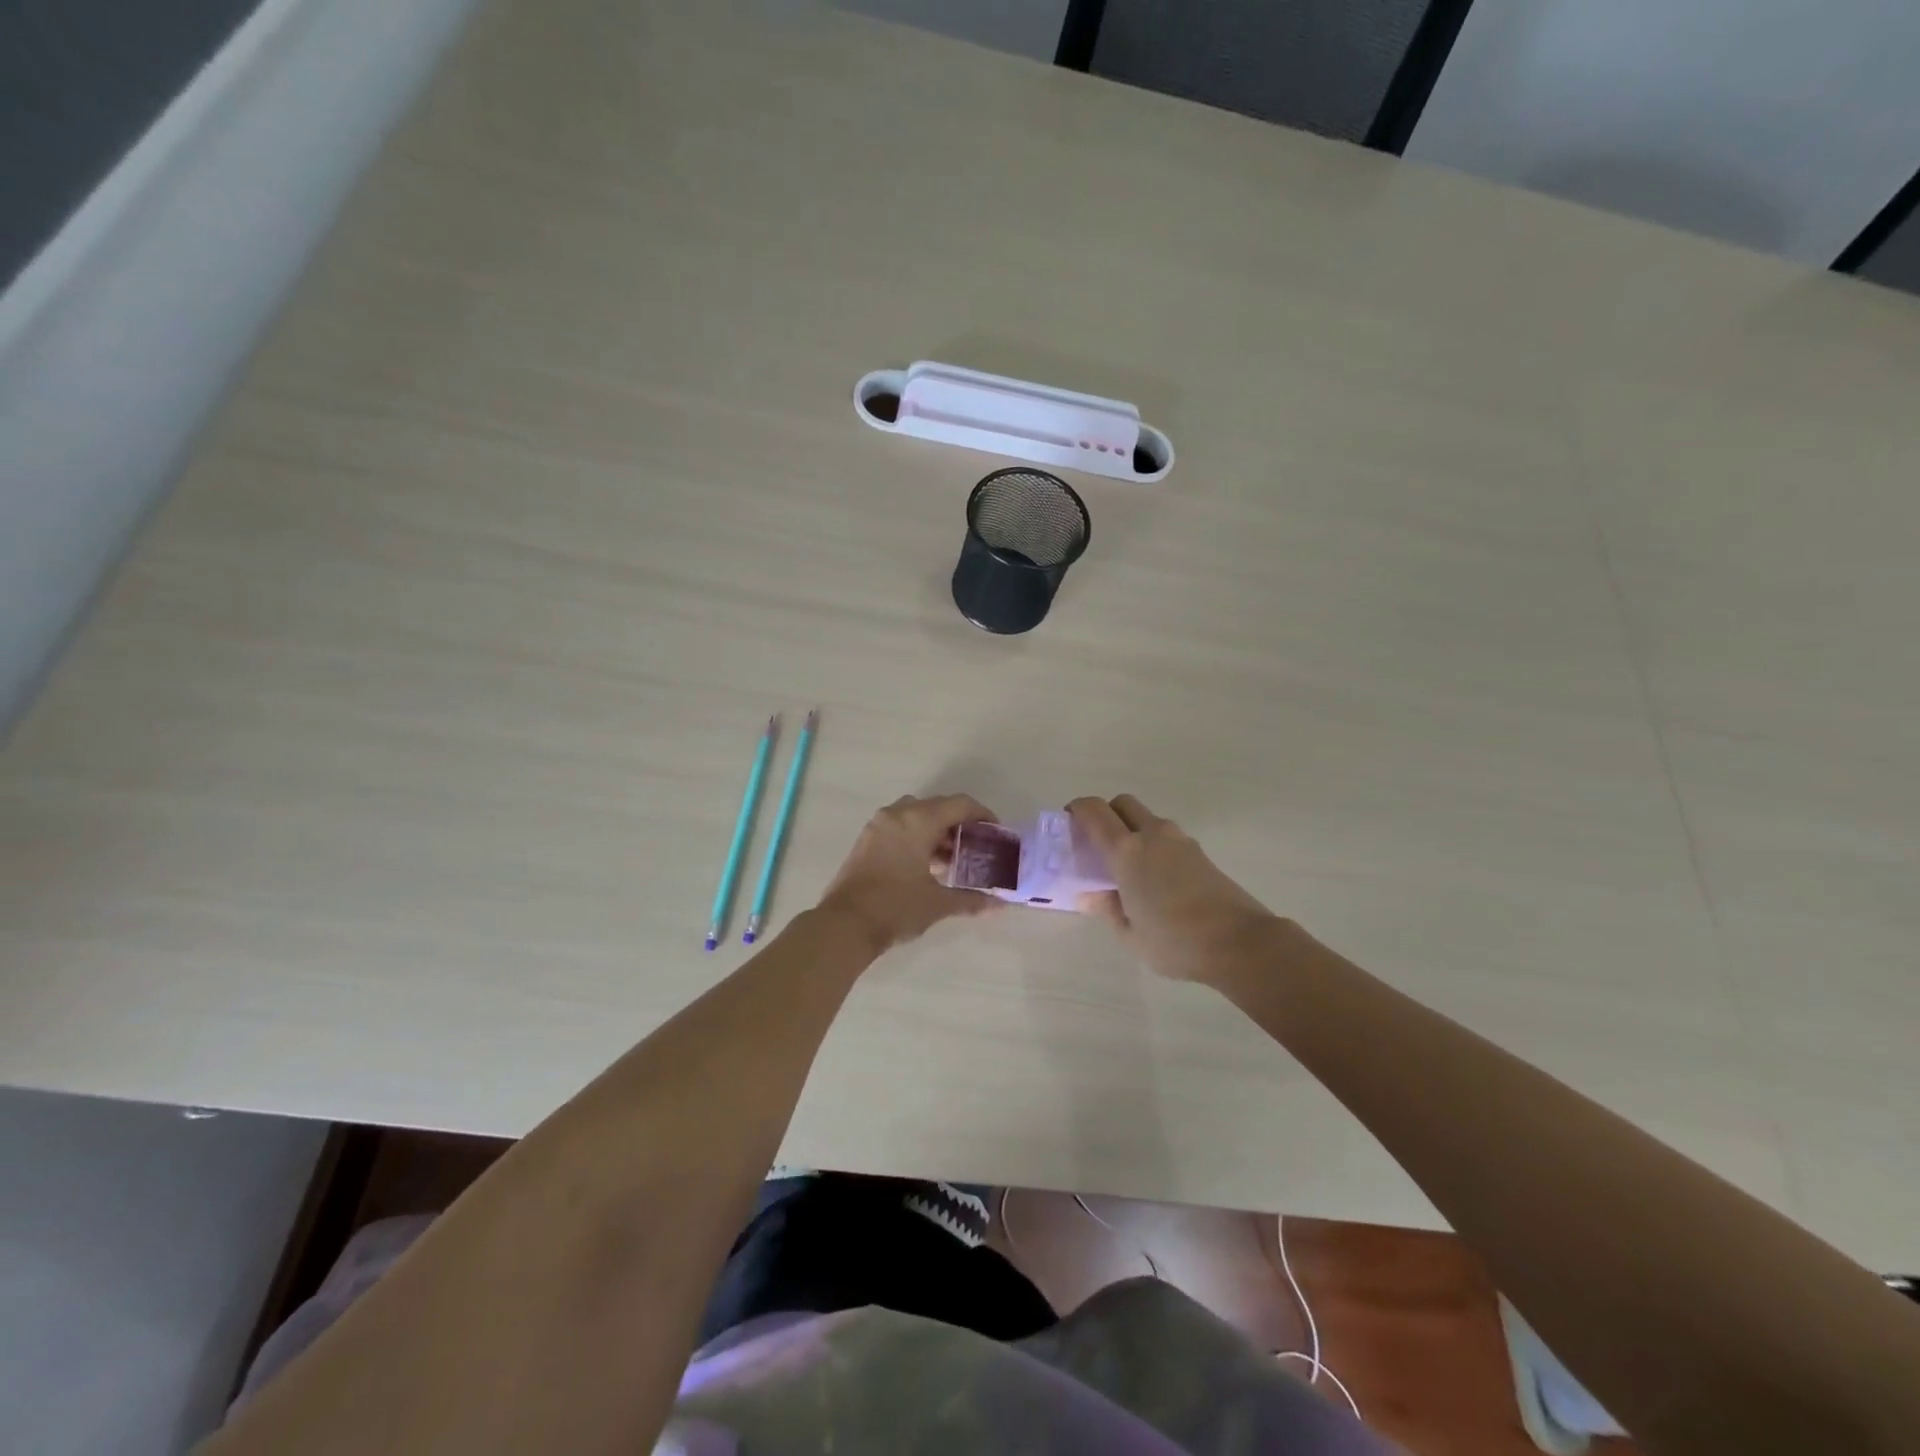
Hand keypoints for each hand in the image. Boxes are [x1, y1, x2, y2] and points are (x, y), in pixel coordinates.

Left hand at [819, 795, 1001, 953]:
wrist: (844, 925)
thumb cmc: (896, 907)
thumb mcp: (938, 903)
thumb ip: (971, 899)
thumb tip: (998, 904)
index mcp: (918, 820)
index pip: (959, 805)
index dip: (982, 815)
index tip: (996, 832)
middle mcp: (898, 814)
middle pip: (938, 807)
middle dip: (960, 824)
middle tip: (976, 847)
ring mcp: (878, 825)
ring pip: (917, 816)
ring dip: (937, 831)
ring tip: (952, 860)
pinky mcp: (866, 839)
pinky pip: (900, 826)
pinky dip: (917, 837)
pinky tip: (926, 866)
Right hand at [1067, 794, 1281, 984]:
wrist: (1240, 943)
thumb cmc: (1175, 941)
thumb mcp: (1130, 934)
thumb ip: (1106, 908)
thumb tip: (1089, 893)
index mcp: (1126, 851)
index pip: (1094, 811)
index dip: (1077, 810)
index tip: (1069, 824)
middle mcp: (1152, 835)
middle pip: (1122, 804)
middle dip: (1106, 815)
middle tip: (1097, 844)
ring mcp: (1180, 841)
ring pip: (1147, 819)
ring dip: (1132, 830)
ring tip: (1127, 867)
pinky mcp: (1200, 853)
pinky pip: (1166, 836)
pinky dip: (1153, 845)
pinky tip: (1154, 879)